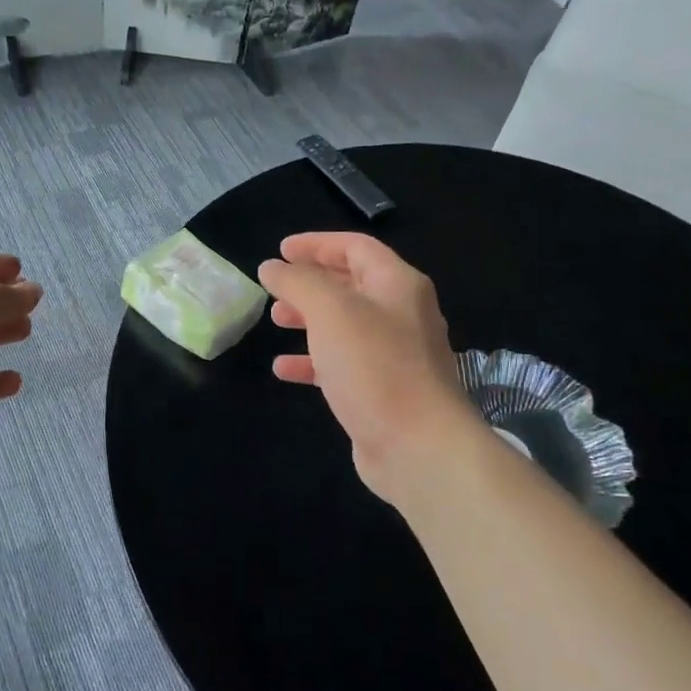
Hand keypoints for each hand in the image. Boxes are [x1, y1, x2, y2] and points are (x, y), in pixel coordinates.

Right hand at [259, 233, 479, 505]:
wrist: (418, 445)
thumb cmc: (375, 366)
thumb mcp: (330, 311)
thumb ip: (298, 282)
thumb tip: (272, 267)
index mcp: (398, 285)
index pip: (356, 248)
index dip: (317, 244)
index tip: (281, 251)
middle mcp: (402, 314)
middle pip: (352, 285)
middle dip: (311, 283)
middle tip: (276, 288)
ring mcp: (395, 355)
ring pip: (345, 326)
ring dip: (309, 320)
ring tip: (276, 321)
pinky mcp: (382, 391)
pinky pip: (343, 364)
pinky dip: (313, 361)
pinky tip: (284, 369)